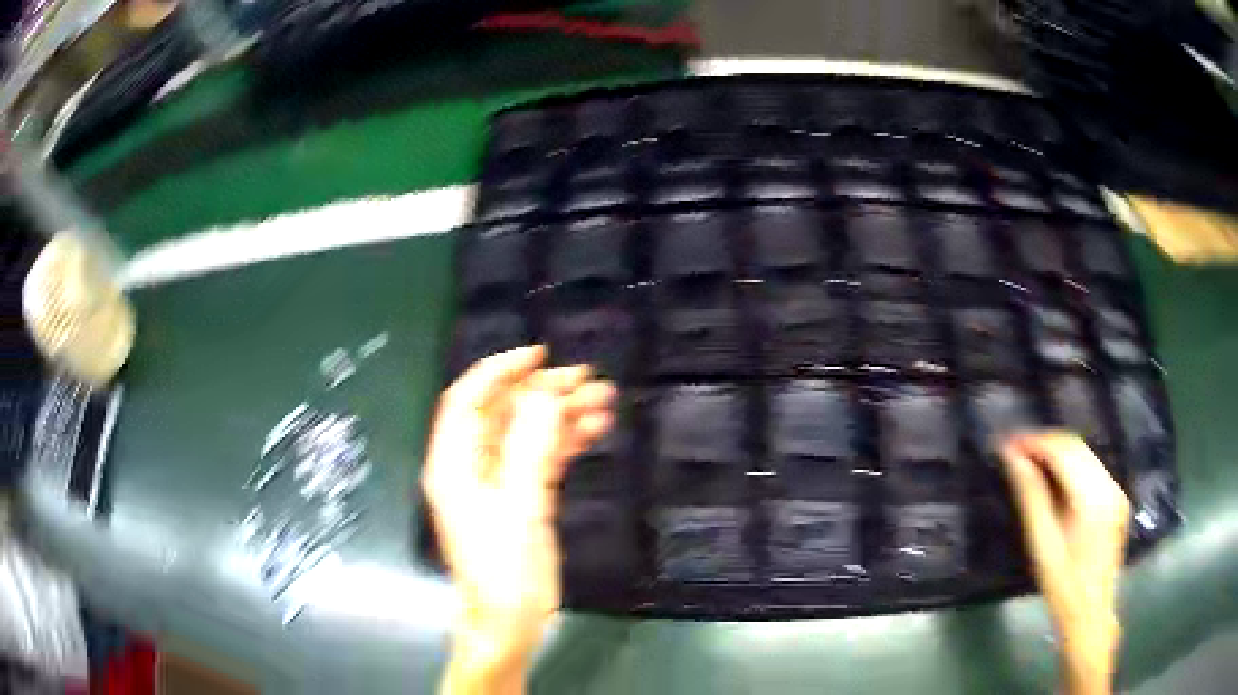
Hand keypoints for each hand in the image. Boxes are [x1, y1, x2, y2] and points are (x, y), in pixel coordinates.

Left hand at [423, 346, 614, 693]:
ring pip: (527, 433)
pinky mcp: (520, 499)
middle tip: (589, 380)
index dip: (499, 371)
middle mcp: (470, 466)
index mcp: (453, 464)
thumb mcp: (518, 508)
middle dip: (543, 392)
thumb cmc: (504, 571)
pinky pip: (541, 458)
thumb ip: (530, 448)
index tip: (540, 355)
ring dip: (562, 416)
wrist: (508, 625)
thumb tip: (547, 393)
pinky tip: (594, 431)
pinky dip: (565, 442)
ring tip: (604, 403)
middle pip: (503, 414)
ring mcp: (496, 483)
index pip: (467, 400)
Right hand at [1001, 432, 1130, 694]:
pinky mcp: (1118, 498)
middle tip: (1015, 451)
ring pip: (1086, 454)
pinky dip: (1071, 466)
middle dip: (1045, 443)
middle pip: (1076, 447)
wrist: (1090, 613)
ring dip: (1057, 452)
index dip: (1035, 442)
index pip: (1063, 451)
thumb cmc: (1062, 586)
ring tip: (1030, 462)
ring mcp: (1117, 490)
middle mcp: (1110, 485)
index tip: (1008, 444)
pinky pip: (1093, 468)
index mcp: (1093, 498)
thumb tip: (1012, 457)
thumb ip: (1031, 497)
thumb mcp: (1042, 545)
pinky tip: (1054, 480)